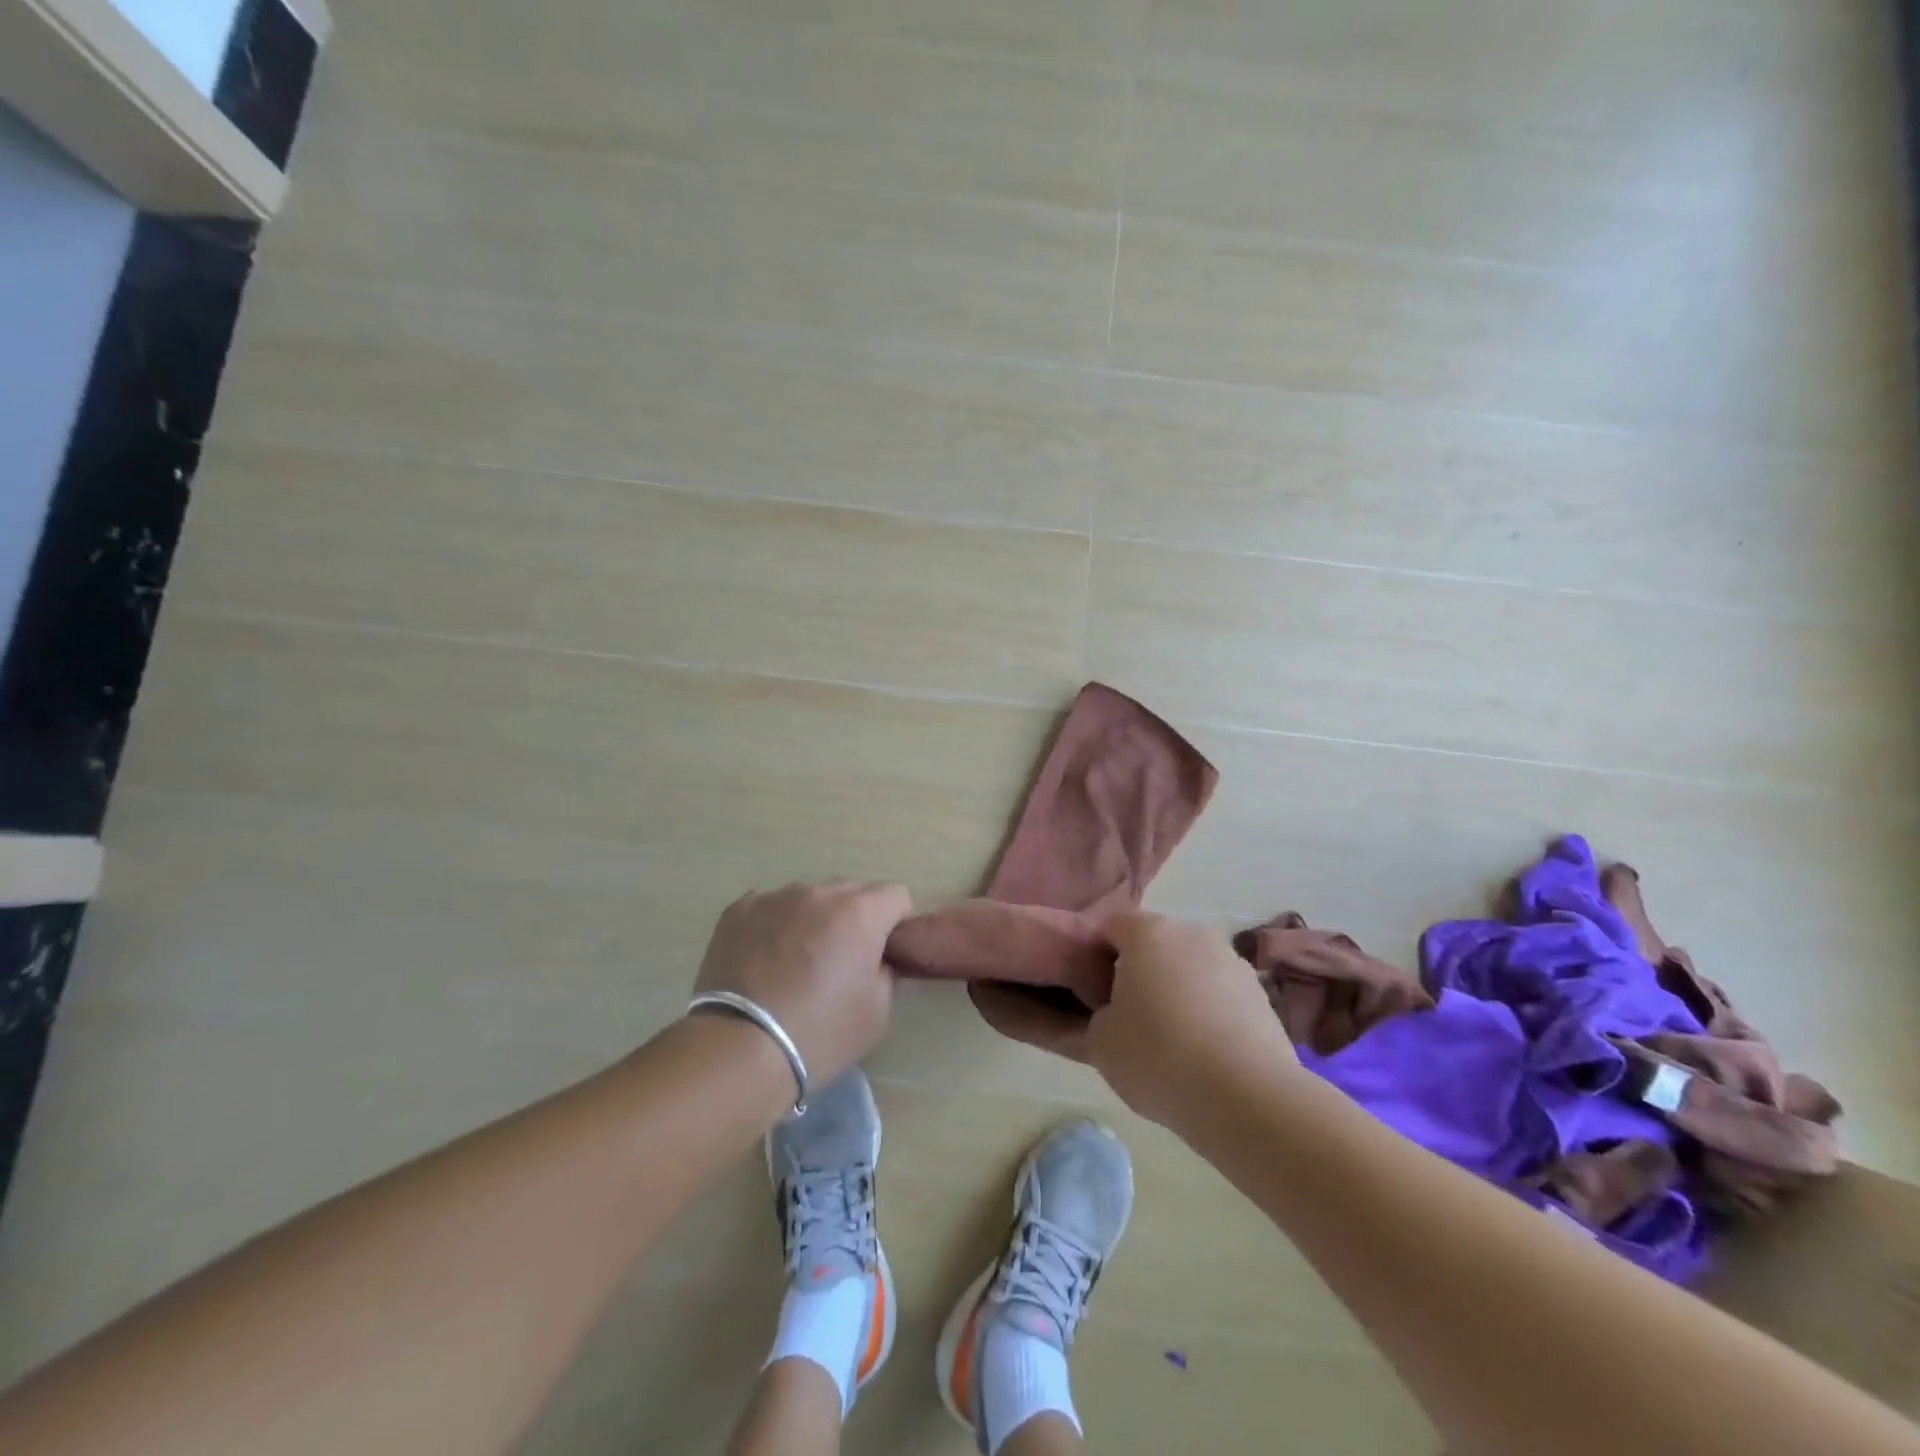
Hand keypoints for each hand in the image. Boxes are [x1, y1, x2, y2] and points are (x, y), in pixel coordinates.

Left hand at [692, 881, 911, 1091]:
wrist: (739, 1049)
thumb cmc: (819, 1034)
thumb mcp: (877, 1012)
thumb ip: (886, 971)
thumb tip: (876, 959)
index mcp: (860, 912)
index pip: (895, 895)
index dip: (894, 923)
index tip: (882, 952)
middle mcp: (819, 892)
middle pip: (851, 891)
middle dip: (854, 918)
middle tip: (840, 961)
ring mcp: (775, 897)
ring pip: (808, 897)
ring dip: (813, 919)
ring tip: (795, 963)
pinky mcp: (738, 910)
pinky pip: (769, 907)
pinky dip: (775, 925)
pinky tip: (764, 959)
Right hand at [1087, 911, 1297, 1127]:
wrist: (1248, 1098)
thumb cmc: (1158, 1056)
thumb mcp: (1100, 1044)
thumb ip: (1092, 1019)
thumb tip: (1105, 1017)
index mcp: (1148, 932)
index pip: (1110, 927)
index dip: (1096, 957)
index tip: (1093, 995)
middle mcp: (1192, 933)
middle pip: (1154, 945)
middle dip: (1140, 973)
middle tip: (1129, 1018)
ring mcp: (1232, 961)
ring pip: (1190, 970)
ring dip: (1177, 993)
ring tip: (1172, 1043)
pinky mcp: (1261, 995)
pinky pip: (1220, 995)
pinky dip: (1209, 1014)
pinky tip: (1205, 1055)